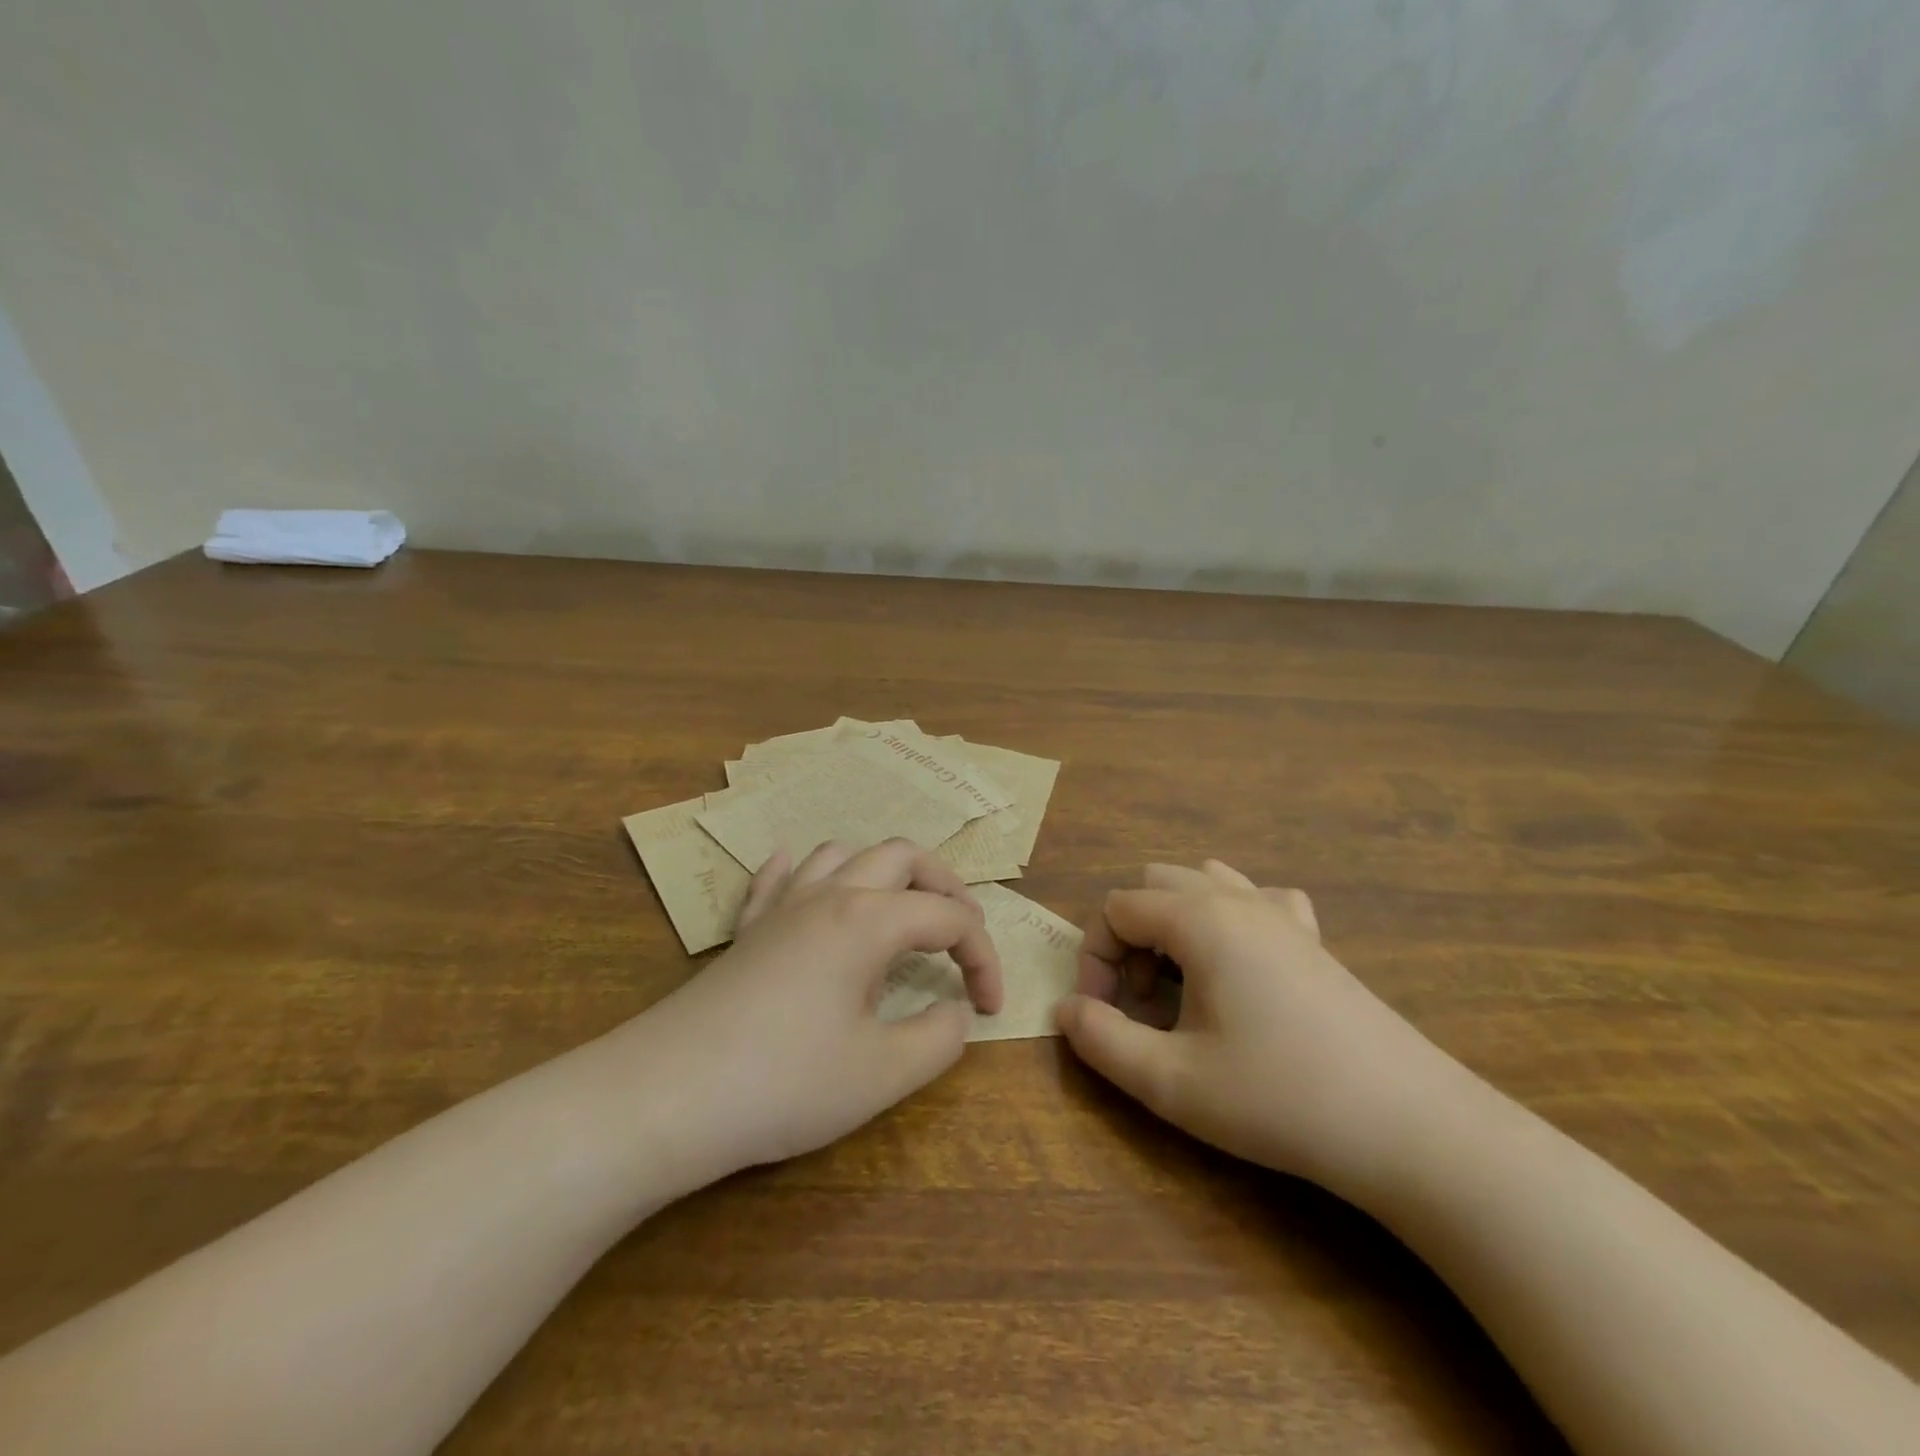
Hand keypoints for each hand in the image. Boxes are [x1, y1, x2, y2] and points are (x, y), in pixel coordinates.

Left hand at [621, 838, 1002, 1188]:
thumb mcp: (882, 1073)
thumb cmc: (783, 1083)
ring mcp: (781, 907)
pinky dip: (802, 871)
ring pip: (841, 854)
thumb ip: (939, 1038)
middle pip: (902, 856)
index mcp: (869, 920)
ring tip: (900, 910)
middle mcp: (829, 895)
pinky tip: (802, 877)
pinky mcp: (746, 931)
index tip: (990, 1009)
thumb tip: (956, 1013)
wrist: (666, 1097)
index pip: (950, 918)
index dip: (984, 958)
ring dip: (883, 872)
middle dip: (946, 886)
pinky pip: (777, 879)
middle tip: (964, 933)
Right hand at [1054, 860, 1462, 1197]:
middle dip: (1131, 937)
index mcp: (1199, 920)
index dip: (1095, 960)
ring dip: (1175, 924)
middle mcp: (1238, 900)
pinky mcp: (1315, 940)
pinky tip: (1243, 965)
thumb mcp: (1172, 1082)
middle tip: (1142, 1002)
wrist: (1410, 1127)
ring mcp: (1283, 914)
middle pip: (1154, 885)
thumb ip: (1102, 1040)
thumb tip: (1064, 1010)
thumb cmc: (1279, 1098)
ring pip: (1204, 882)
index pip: (1115, 908)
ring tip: (1183, 984)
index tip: (1105, 1016)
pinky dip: (1232, 918)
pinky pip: (1259, 899)